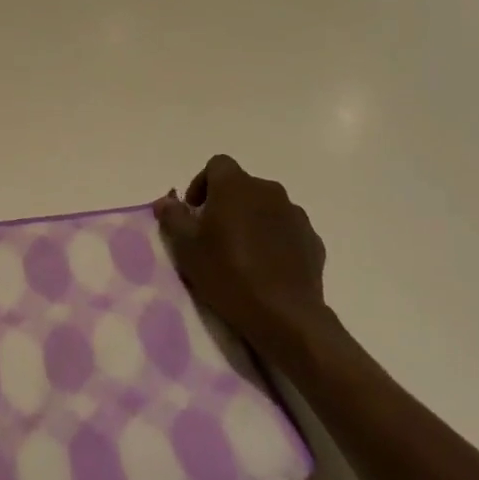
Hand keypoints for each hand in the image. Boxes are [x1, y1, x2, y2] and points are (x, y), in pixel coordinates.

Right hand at [155, 155, 331, 364]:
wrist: (284, 314)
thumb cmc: (227, 273)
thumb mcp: (186, 247)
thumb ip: (173, 217)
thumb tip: (165, 200)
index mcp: (236, 186)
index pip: (217, 165)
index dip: (202, 183)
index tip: (195, 211)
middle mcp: (269, 191)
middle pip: (242, 186)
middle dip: (226, 204)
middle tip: (214, 235)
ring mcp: (295, 215)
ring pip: (266, 208)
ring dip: (252, 221)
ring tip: (242, 254)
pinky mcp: (312, 240)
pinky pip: (286, 230)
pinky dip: (274, 240)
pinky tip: (267, 268)